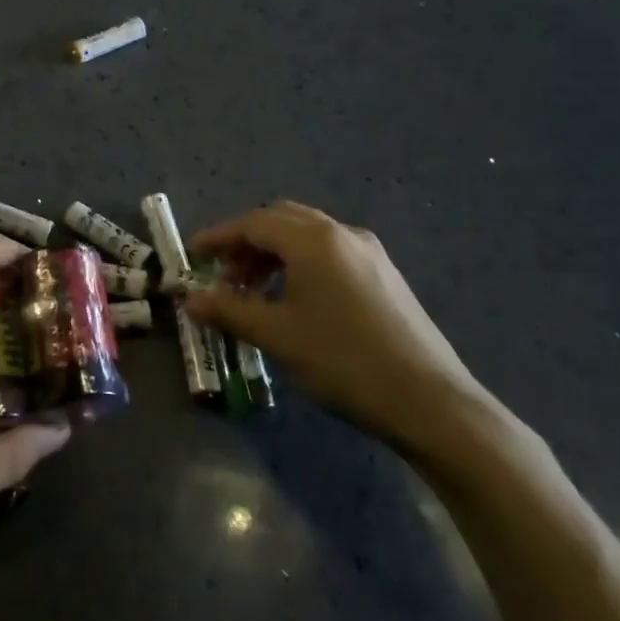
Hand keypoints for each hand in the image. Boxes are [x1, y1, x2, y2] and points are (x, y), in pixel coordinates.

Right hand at [187, 202, 490, 462]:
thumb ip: (230, 311)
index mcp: (313, 240)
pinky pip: (330, 252)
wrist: (428, 399)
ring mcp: (368, 251)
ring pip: (307, 236)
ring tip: (255, 293)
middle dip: (247, 243)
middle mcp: (341, 233)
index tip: (194, 255)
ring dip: (274, 254)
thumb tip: (191, 300)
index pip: (253, 223)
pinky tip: (296, 301)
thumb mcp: (278, 336)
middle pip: (281, 221)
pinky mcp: (384, 273)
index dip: (219, 237)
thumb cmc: (343, 361)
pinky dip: (301, 264)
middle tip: (224, 277)